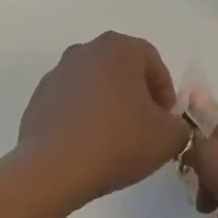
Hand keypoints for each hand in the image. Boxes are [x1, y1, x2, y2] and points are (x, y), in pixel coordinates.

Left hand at [19, 33, 188, 203]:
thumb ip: (180, 125)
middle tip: (145, 128)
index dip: (165, 92)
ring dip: (109, 106)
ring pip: (95, 85)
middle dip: (136, 96)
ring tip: (116, 140)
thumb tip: (170, 126)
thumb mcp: (169, 137)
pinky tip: (89, 146)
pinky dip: (83, 118)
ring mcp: (57, 73)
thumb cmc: (117, 141)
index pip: (152, 62)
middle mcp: (84, 51)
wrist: (53, 169)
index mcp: (118, 48)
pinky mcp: (38, 98)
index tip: (166, 120)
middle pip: (121, 70)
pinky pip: (71, 103)